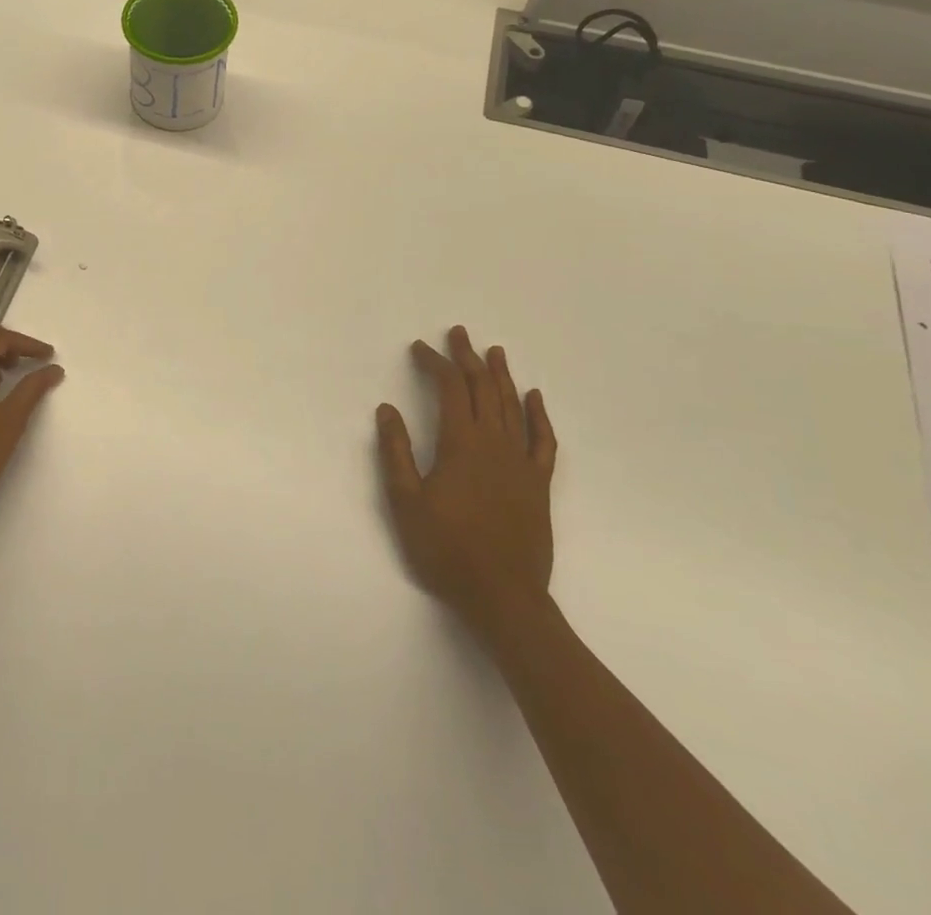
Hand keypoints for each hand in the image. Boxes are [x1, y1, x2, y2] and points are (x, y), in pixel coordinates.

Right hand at [376, 326, 558, 646]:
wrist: (503, 597)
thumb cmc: (446, 550)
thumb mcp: (405, 501)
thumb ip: (396, 452)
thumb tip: (386, 409)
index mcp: (462, 444)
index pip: (451, 388)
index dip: (435, 363)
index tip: (419, 348)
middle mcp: (495, 444)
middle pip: (483, 389)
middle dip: (468, 357)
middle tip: (458, 333)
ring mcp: (521, 463)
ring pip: (513, 407)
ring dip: (501, 376)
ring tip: (493, 351)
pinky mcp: (538, 485)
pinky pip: (543, 441)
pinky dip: (539, 416)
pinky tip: (535, 398)